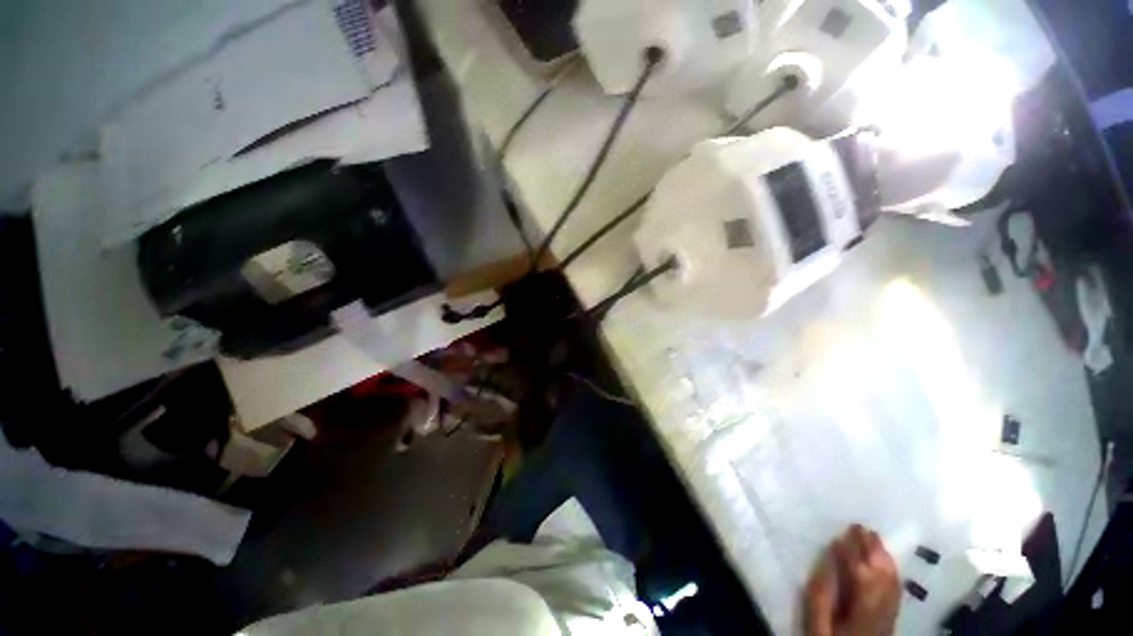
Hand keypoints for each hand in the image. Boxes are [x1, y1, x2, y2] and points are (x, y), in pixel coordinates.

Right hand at [803, 524, 899, 635]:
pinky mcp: (891, 617)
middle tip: (860, 525)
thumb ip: (821, 592)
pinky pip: (895, 588)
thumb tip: (826, 559)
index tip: (842, 529)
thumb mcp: (818, 620)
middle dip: (870, 547)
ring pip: (890, 579)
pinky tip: (887, 562)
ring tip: (873, 537)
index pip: (859, 571)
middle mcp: (880, 606)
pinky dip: (891, 570)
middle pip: (879, 572)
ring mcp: (889, 612)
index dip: (851, 549)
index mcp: (861, 605)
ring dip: (882, 556)